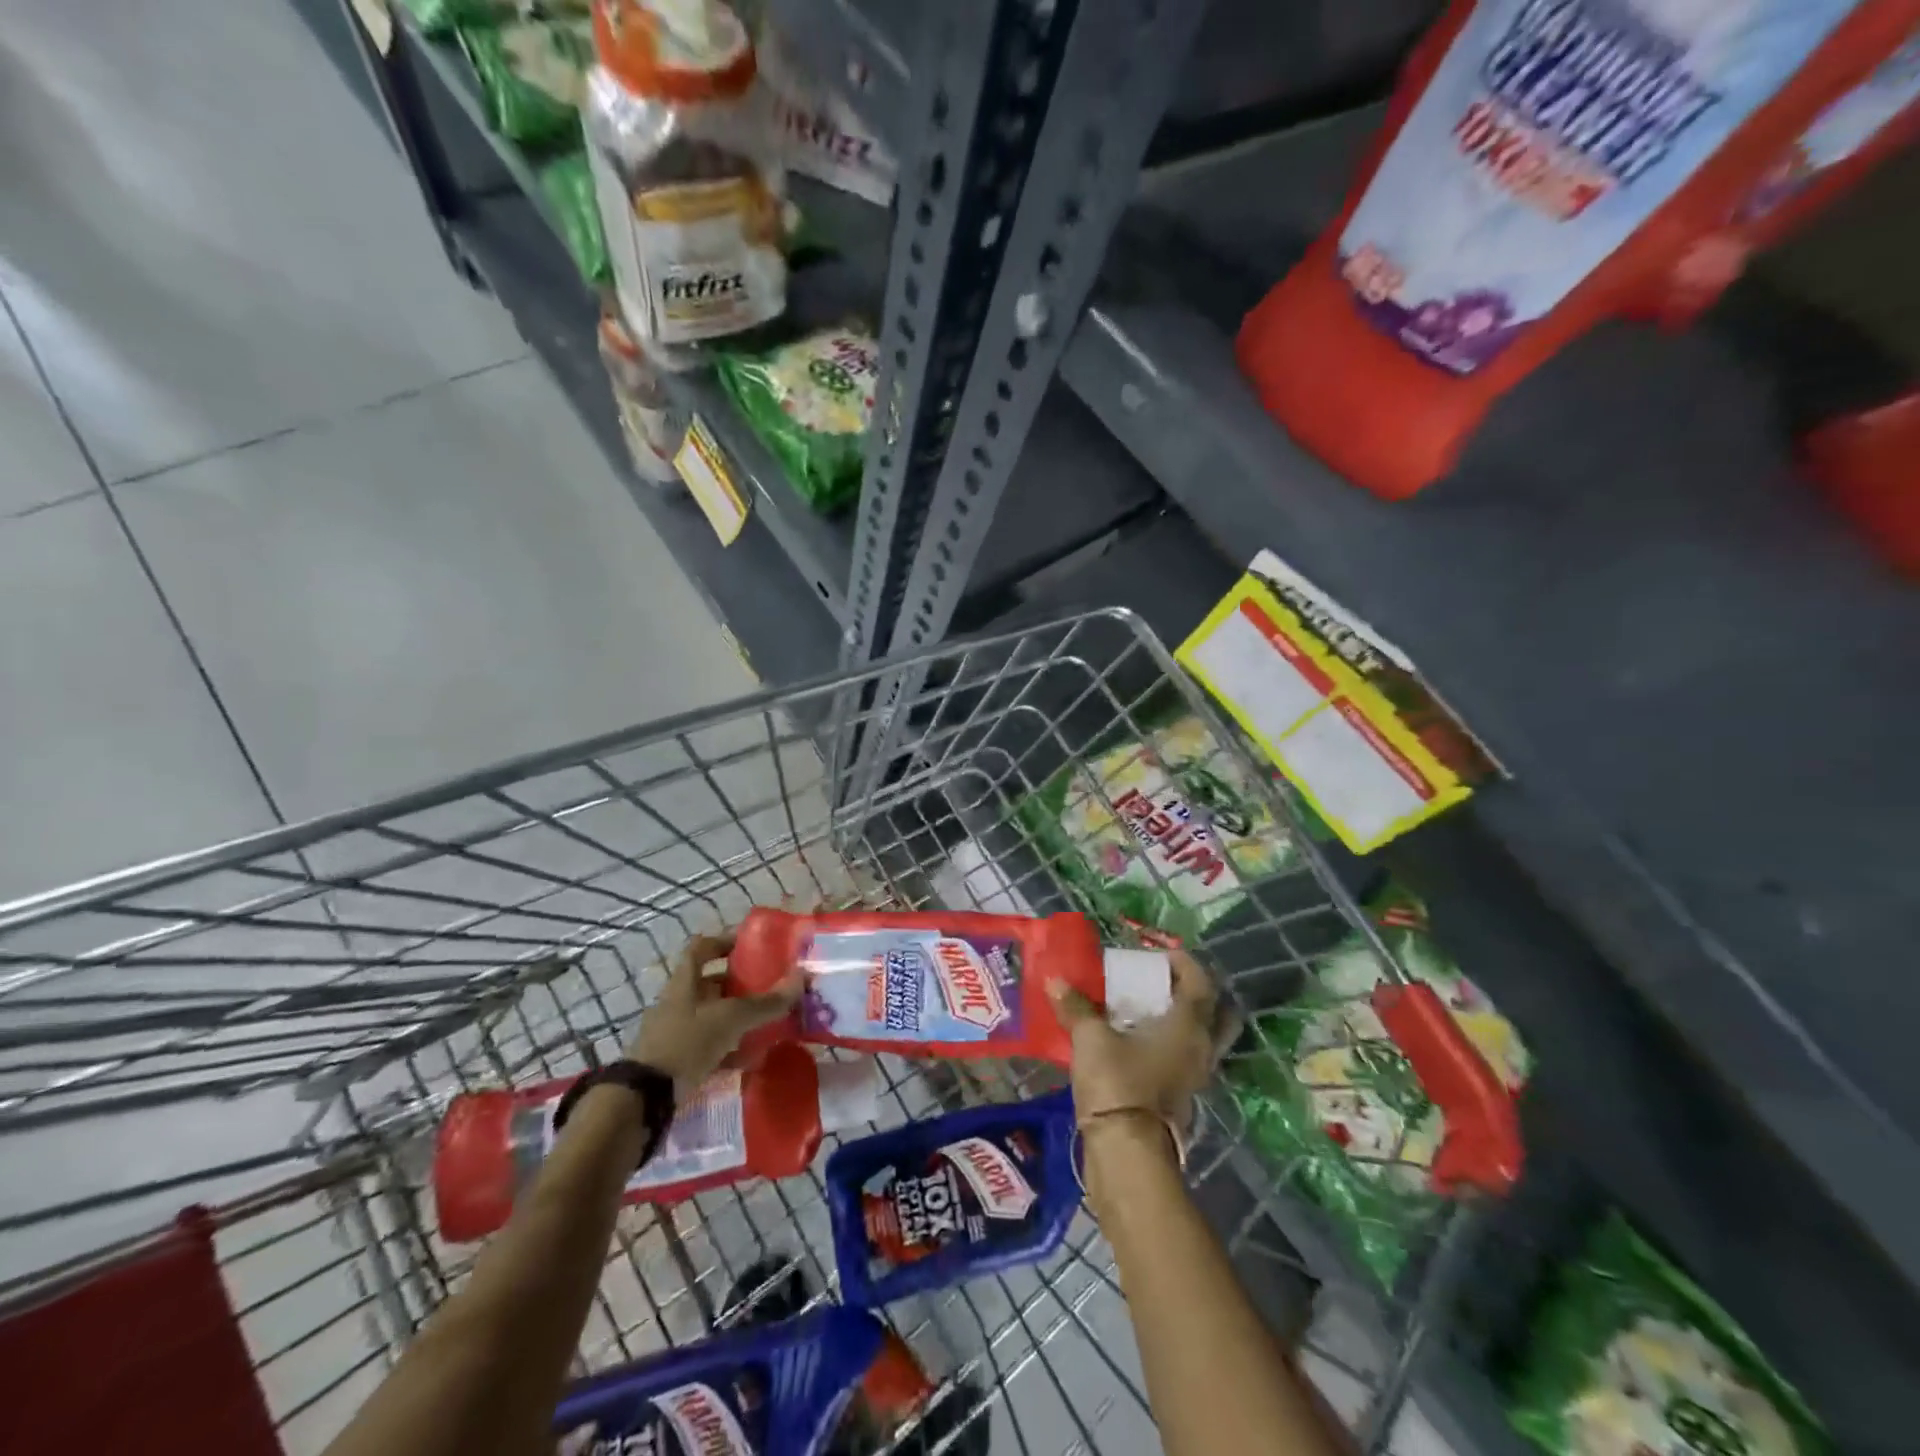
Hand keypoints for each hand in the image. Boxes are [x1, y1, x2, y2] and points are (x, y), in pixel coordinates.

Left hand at [626, 933, 799, 1095]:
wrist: (645, 1098)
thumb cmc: (687, 1043)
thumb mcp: (730, 1018)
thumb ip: (766, 1002)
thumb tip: (802, 977)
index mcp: (684, 982)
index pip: (701, 948)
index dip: (723, 942)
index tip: (750, 947)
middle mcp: (677, 1001)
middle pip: (709, 983)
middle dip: (738, 984)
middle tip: (768, 988)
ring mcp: (674, 1031)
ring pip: (710, 1015)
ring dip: (735, 1017)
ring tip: (765, 1023)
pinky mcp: (675, 1059)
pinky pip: (707, 1045)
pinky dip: (728, 1048)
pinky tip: (749, 1058)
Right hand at [1048, 949, 1221, 1136]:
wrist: (1126, 1152)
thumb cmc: (1118, 1083)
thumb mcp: (1091, 1038)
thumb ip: (1076, 1007)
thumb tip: (1055, 980)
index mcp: (1188, 1025)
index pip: (1200, 982)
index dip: (1183, 962)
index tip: (1158, 954)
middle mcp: (1200, 1048)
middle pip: (1218, 1013)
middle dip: (1197, 994)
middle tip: (1166, 984)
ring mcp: (1194, 1076)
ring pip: (1202, 1039)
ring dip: (1184, 1022)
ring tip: (1149, 1011)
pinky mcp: (1180, 1097)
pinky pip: (1184, 1060)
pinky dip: (1170, 1046)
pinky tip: (1139, 1043)